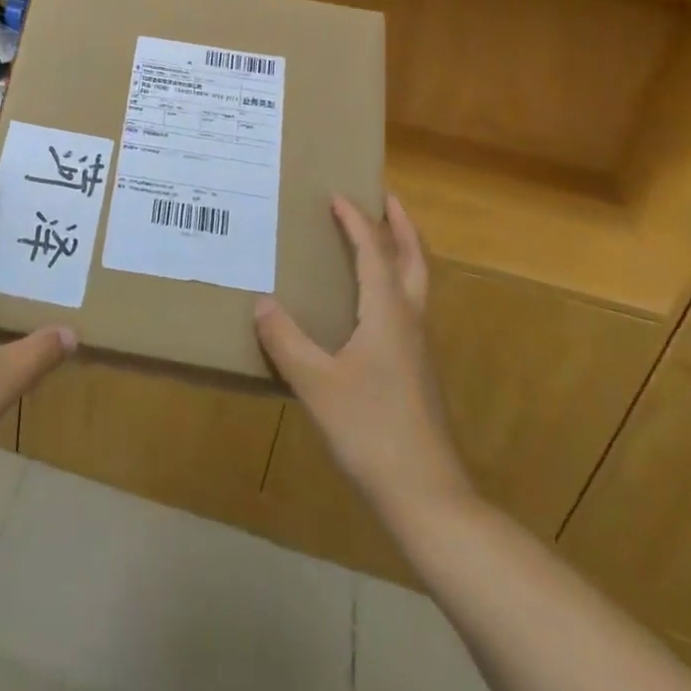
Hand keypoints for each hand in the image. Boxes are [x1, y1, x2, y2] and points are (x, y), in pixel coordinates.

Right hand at [255, 195, 471, 520]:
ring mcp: (419, 348)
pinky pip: (409, 307)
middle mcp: (410, 321)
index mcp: (387, 313)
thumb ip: (286, 341)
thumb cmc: (371, 431)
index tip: (338, 195)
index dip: (356, 220)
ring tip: (380, 239)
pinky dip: (397, 283)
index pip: (373, 251)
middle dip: (401, 225)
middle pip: (413, 259)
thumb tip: (262, 302)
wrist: (427, 496)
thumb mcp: (317, 384)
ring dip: (402, 252)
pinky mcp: (418, 371)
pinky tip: (372, 304)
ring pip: (417, 283)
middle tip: (385, 198)